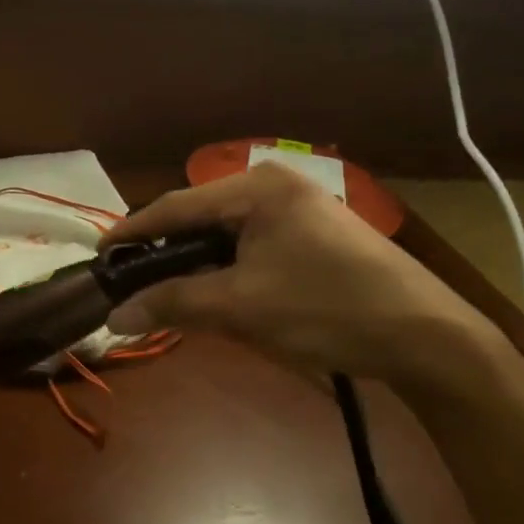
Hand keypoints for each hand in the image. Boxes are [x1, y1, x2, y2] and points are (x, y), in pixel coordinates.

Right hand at [103, 164, 493, 387]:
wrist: (425, 337)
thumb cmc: (326, 309)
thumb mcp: (241, 307)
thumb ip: (173, 304)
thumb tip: (114, 317)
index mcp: (257, 188)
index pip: (175, 206)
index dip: (132, 233)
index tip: (98, 257)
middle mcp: (275, 186)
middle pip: (199, 218)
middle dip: (164, 253)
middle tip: (130, 284)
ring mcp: (298, 208)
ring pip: (224, 235)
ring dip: (195, 266)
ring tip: (167, 294)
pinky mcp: (313, 234)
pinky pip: (250, 246)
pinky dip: (226, 270)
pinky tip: (216, 295)